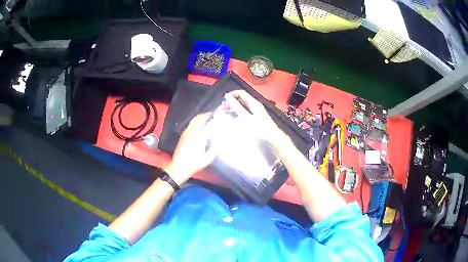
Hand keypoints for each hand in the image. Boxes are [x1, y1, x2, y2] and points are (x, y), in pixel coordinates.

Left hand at [165, 113, 214, 184]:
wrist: (178, 167)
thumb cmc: (194, 164)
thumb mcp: (208, 158)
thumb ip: (214, 147)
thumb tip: (218, 138)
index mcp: (199, 136)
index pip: (208, 124)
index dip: (214, 119)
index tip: (220, 118)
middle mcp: (192, 131)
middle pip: (200, 118)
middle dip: (207, 115)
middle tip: (214, 114)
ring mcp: (186, 132)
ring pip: (194, 119)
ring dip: (201, 117)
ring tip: (208, 117)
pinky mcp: (183, 135)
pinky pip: (190, 124)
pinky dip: (196, 121)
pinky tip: (200, 124)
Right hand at [229, 90, 290, 146]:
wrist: (272, 136)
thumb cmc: (259, 127)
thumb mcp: (246, 117)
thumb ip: (236, 107)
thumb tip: (227, 96)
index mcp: (253, 102)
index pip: (241, 93)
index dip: (232, 94)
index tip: (224, 100)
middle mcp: (255, 104)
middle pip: (242, 98)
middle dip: (232, 101)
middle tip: (223, 108)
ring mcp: (256, 110)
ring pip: (243, 105)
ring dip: (235, 107)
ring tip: (227, 113)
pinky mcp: (257, 115)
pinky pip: (246, 110)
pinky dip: (239, 112)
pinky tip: (235, 118)